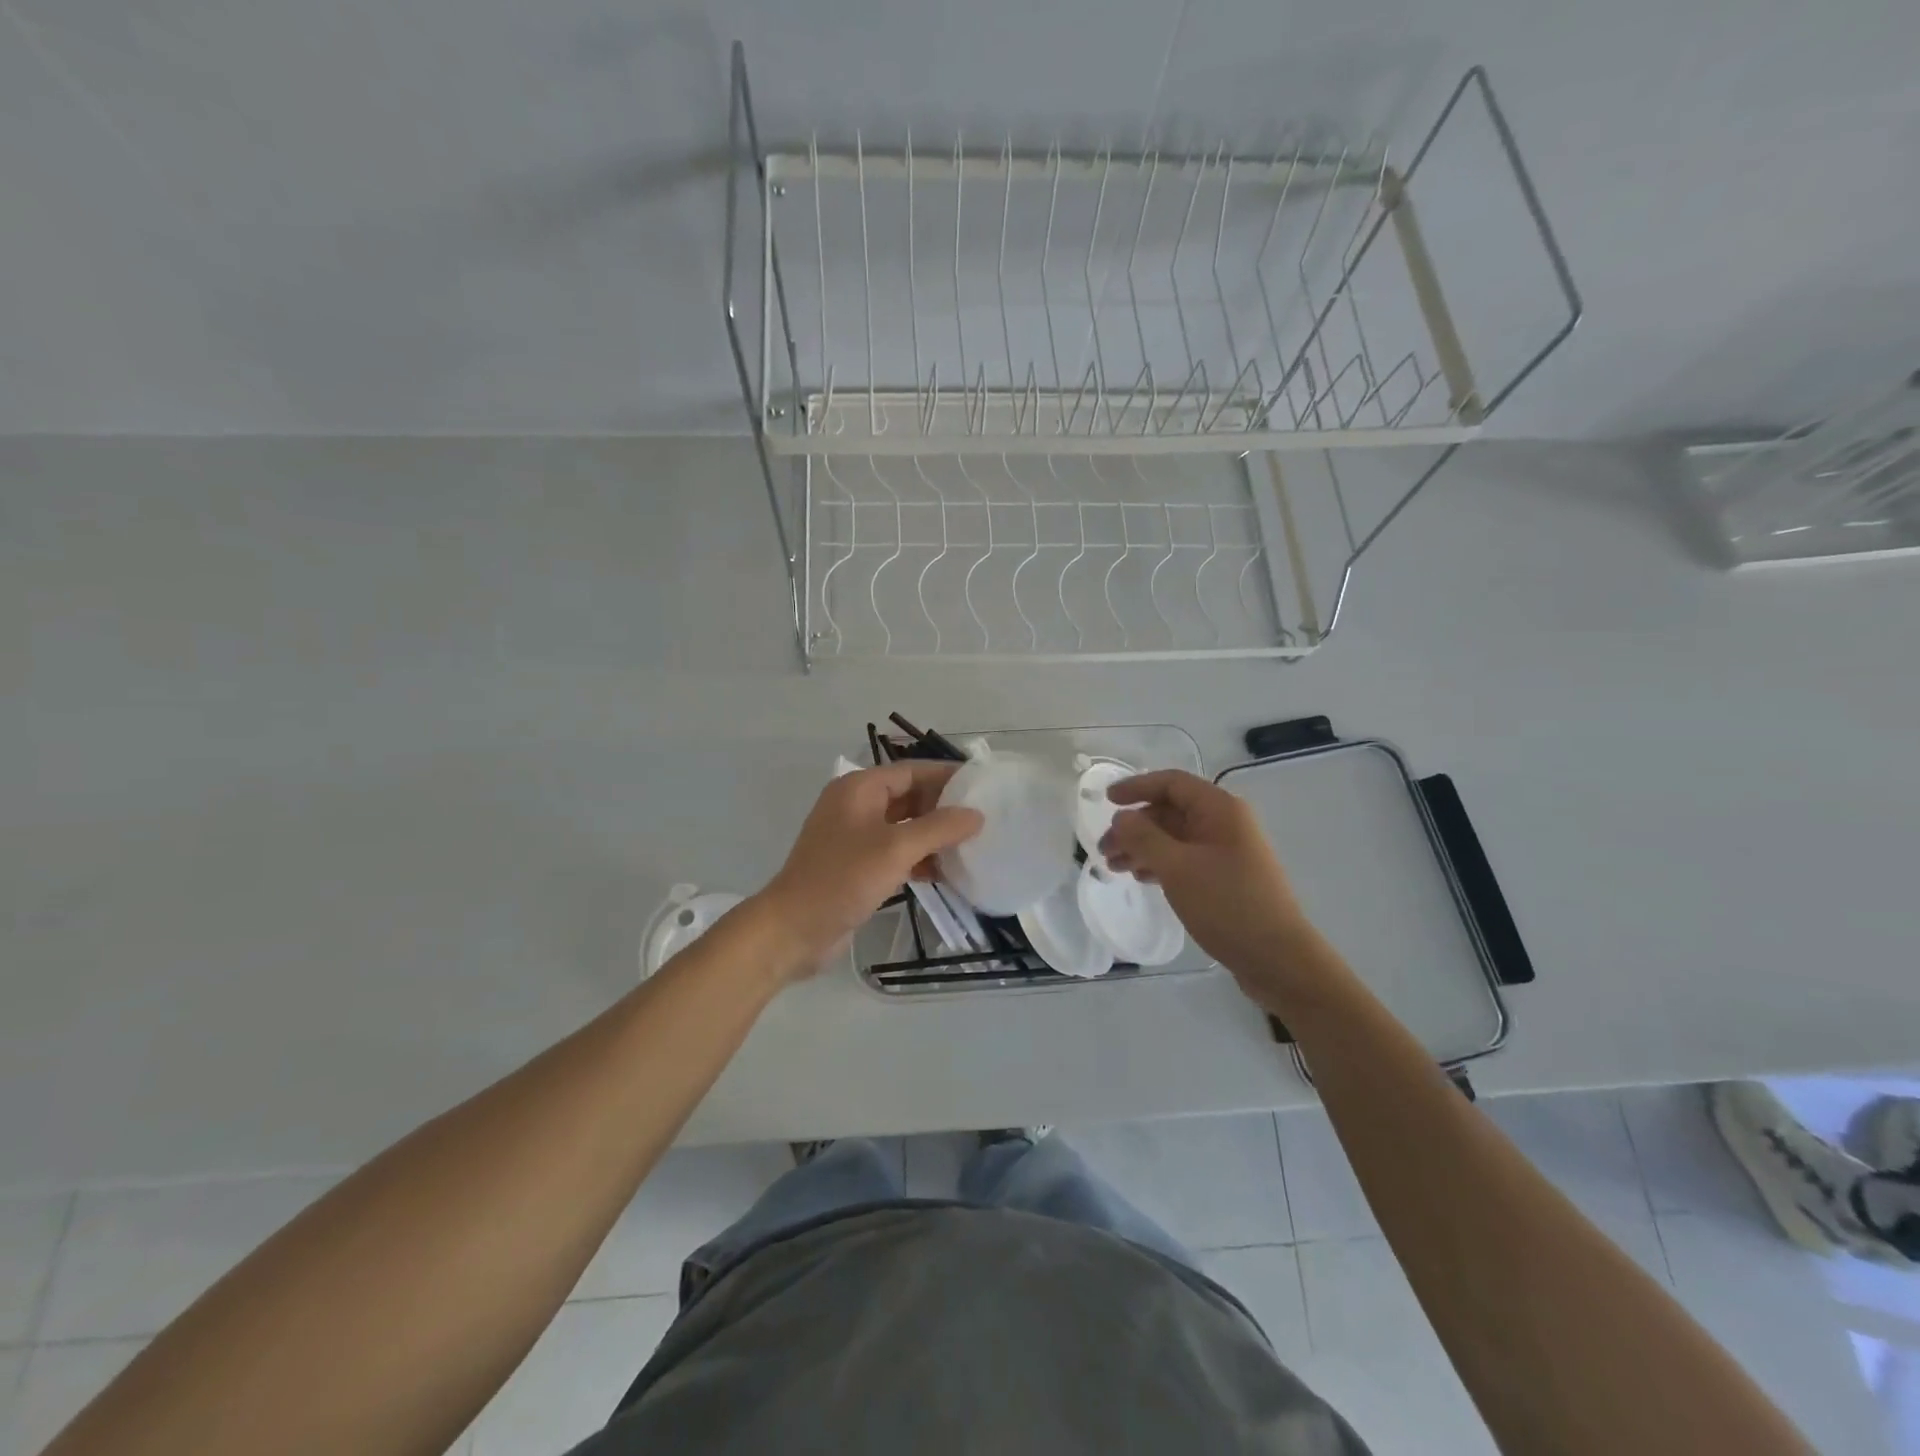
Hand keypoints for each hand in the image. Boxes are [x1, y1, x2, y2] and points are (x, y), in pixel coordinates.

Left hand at [753, 762, 983, 981]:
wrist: (793, 930)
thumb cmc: (842, 879)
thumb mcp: (895, 849)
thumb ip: (939, 828)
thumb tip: (976, 814)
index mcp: (859, 789)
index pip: (912, 771)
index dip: (947, 776)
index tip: (983, 785)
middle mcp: (856, 806)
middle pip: (909, 797)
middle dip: (944, 808)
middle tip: (984, 819)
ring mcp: (855, 838)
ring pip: (904, 827)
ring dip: (934, 836)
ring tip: (972, 846)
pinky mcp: (857, 867)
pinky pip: (896, 853)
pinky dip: (919, 859)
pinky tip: (945, 873)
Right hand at [1100, 769, 1329, 1011]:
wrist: (1277, 958)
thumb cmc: (1227, 905)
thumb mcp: (1177, 868)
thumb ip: (1144, 837)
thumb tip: (1121, 817)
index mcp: (1220, 809)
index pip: (1171, 783)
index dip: (1136, 787)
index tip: (1106, 801)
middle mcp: (1225, 823)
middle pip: (1170, 810)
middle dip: (1135, 826)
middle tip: (1104, 850)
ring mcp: (1227, 850)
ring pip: (1174, 836)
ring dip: (1143, 847)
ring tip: (1115, 867)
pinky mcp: (1225, 876)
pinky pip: (1185, 857)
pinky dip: (1160, 863)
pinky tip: (1141, 877)